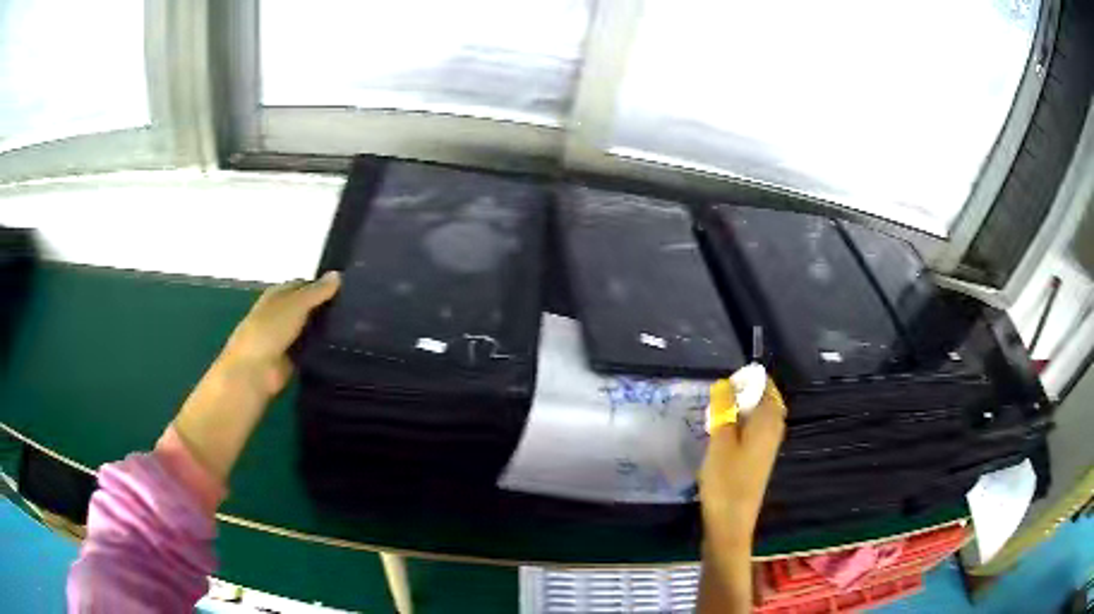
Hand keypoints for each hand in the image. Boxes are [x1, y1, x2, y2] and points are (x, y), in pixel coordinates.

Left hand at [173, 272, 340, 482]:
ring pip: (311, 329)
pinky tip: (343, 347)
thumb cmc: (269, 330)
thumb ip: (316, 292)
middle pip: (307, 308)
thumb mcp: (295, 304)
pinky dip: (323, 348)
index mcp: (278, 295)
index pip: (303, 285)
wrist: (254, 371)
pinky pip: (311, 350)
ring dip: (326, 329)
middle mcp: (281, 314)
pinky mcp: (292, 360)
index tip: (348, 288)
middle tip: (356, 308)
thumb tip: (338, 275)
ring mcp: (286, 338)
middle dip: (326, 307)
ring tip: (356, 327)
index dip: (322, 285)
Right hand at [697, 380, 786, 611]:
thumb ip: (724, 410)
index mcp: (768, 422)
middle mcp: (773, 431)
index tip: (726, 379)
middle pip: (767, 400)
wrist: (731, 523)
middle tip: (721, 393)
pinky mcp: (760, 459)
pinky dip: (743, 423)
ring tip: (719, 409)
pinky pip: (756, 430)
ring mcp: (768, 447)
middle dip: (747, 391)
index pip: (767, 387)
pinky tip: (724, 431)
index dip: (749, 378)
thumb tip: (725, 383)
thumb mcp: (720, 442)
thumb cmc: (725, 482)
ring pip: (761, 416)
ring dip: (744, 408)